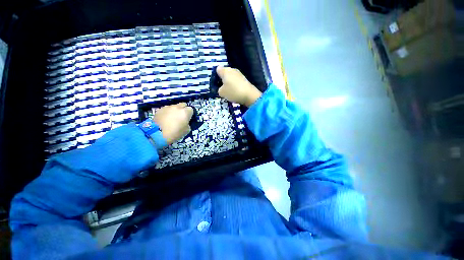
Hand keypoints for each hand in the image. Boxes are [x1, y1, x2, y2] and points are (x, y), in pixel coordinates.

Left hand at [153, 103, 192, 143]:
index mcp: (185, 112)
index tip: (188, 119)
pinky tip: (165, 119)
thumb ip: (188, 124)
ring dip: (175, 111)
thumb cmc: (175, 133)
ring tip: (172, 118)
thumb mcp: (187, 130)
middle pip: (183, 105)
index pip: (191, 109)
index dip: (190, 114)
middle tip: (181, 117)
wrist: (157, 134)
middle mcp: (177, 107)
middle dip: (183, 109)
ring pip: (174, 106)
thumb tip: (186, 122)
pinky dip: (167, 113)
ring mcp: (167, 107)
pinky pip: (166, 109)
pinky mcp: (160, 109)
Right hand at [216, 67, 261, 106]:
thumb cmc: (233, 92)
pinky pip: (236, 81)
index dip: (215, 76)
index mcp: (225, 71)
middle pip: (224, 73)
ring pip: (231, 77)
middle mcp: (232, 70)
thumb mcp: (221, 93)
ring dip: (229, 83)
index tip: (216, 84)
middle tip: (222, 89)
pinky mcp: (244, 79)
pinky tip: (235, 92)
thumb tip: (221, 88)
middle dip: (222, 80)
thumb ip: (219, 89)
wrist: (249, 95)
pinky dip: (235, 85)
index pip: (217, 69)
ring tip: (229, 92)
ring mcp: (239, 74)